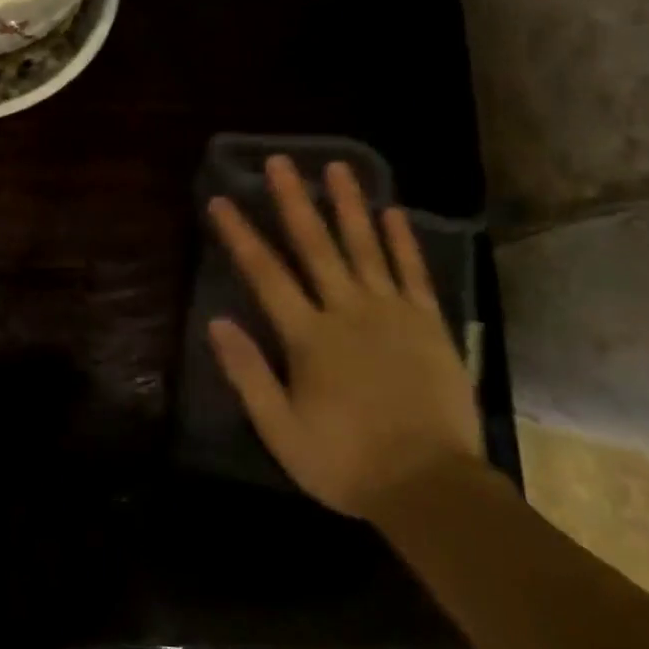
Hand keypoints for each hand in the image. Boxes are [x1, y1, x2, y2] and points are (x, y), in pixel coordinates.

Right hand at [207, 156, 482, 519]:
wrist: (431, 487)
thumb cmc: (346, 460)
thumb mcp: (281, 429)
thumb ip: (248, 373)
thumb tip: (217, 321)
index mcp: (308, 336)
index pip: (265, 273)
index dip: (239, 235)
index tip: (220, 200)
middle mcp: (347, 311)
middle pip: (315, 245)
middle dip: (294, 200)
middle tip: (280, 161)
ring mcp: (392, 313)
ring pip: (365, 247)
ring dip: (349, 205)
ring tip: (338, 166)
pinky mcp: (428, 324)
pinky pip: (413, 273)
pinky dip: (401, 241)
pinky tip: (391, 212)